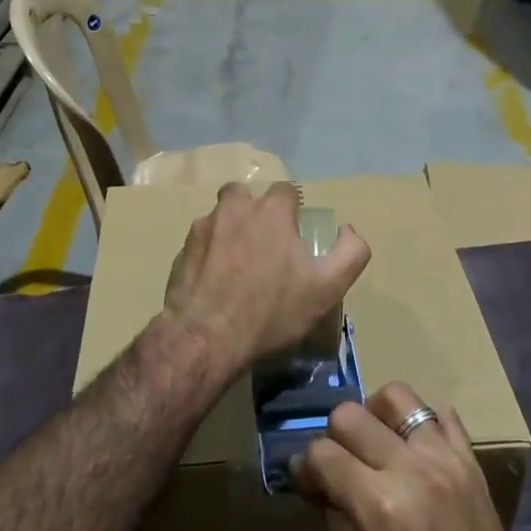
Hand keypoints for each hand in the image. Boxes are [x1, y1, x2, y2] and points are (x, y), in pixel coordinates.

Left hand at [162, 181, 370, 371]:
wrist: (206, 339)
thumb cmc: (271, 312)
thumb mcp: (327, 288)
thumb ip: (350, 253)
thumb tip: (347, 229)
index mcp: (270, 211)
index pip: (286, 191)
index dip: (294, 209)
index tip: (295, 236)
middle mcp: (233, 209)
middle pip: (244, 195)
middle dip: (254, 211)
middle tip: (263, 244)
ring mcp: (202, 229)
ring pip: (219, 217)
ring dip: (229, 232)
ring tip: (237, 266)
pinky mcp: (180, 252)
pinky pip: (200, 244)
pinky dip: (209, 256)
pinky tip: (215, 284)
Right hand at [294, 382, 530, 530]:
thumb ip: (335, 520)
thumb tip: (319, 481)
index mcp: (377, 507)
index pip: (322, 454)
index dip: (305, 468)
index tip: (307, 483)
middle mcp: (409, 470)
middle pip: (350, 415)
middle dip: (334, 438)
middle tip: (339, 467)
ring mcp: (445, 458)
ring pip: (396, 396)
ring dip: (375, 416)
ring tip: (376, 446)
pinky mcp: (470, 460)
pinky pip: (441, 414)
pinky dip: (420, 425)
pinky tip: (414, 451)